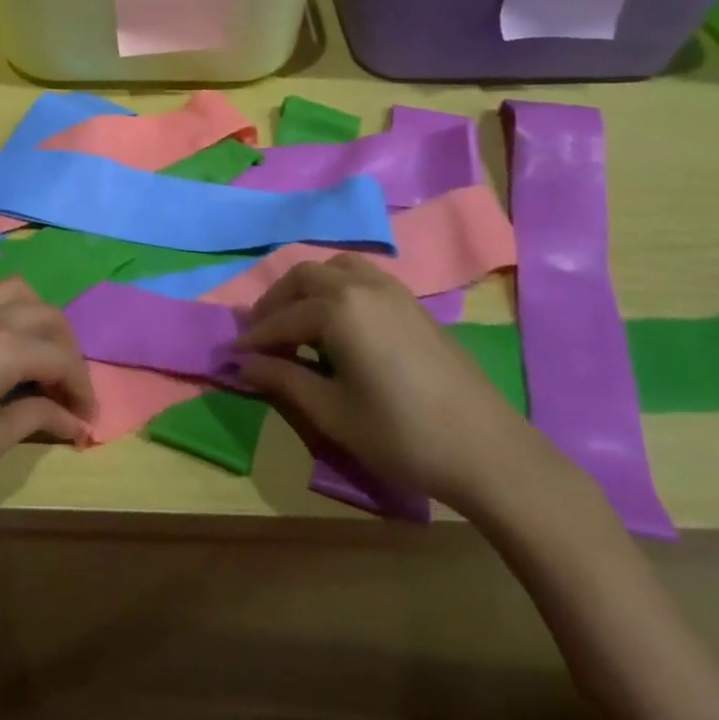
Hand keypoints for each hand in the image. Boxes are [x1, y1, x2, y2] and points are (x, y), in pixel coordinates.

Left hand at [0, 280, 94, 524]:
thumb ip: (34, 417)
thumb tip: (74, 419)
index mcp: (1, 346)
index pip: (61, 357)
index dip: (82, 387)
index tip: (88, 417)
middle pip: (46, 316)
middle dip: (68, 350)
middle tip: (68, 391)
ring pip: (17, 293)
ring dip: (39, 321)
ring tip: (40, 360)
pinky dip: (10, 312)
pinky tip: (3, 348)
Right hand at [237, 255, 552, 513]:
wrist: (487, 450)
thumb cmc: (401, 434)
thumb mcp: (332, 412)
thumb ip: (283, 379)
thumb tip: (242, 364)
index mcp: (339, 309)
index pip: (282, 318)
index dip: (254, 338)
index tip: (231, 355)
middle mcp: (362, 286)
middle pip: (304, 277)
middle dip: (276, 302)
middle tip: (260, 335)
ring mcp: (393, 291)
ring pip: (336, 269)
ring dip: (307, 288)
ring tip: (296, 320)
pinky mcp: (413, 305)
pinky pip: (363, 277)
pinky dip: (337, 288)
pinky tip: (338, 321)